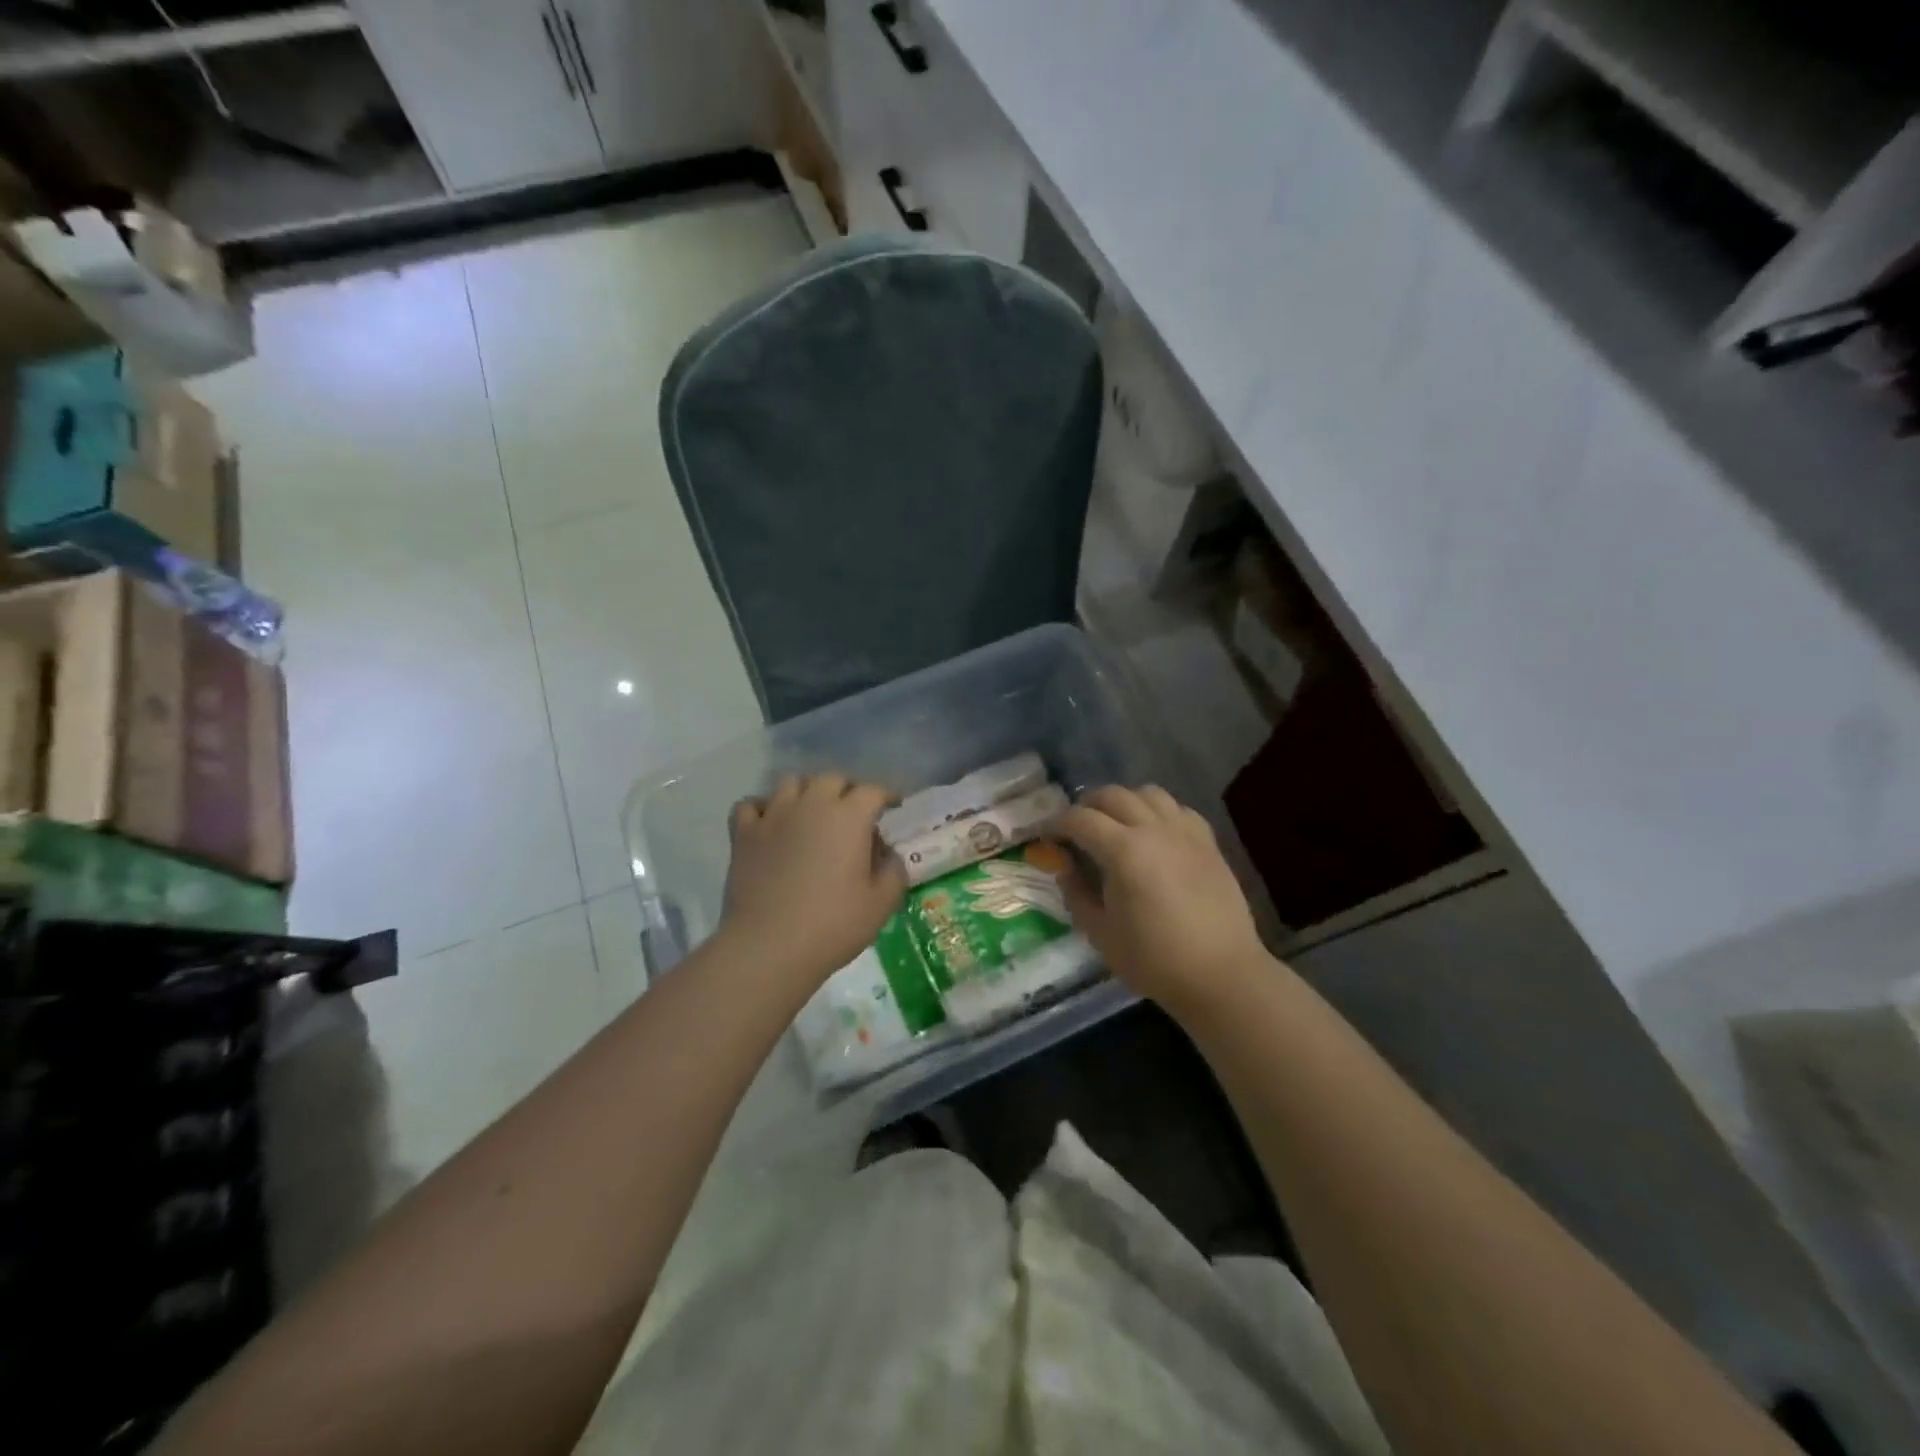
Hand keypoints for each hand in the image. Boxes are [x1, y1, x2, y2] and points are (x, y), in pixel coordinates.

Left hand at [720, 773, 906, 988]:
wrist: (769, 947)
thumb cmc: (833, 925)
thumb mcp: (882, 903)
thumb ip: (893, 870)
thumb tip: (887, 853)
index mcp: (849, 816)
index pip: (873, 791)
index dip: (887, 796)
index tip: (893, 807)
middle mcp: (811, 804)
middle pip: (832, 779)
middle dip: (847, 791)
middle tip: (853, 814)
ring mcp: (774, 815)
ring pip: (791, 782)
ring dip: (806, 792)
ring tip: (811, 814)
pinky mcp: (744, 833)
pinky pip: (751, 804)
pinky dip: (763, 808)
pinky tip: (770, 824)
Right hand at [1055, 785, 1268, 1014]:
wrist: (1221, 974)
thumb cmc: (1154, 959)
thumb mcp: (1100, 933)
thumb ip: (1076, 894)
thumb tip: (1065, 868)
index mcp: (1123, 851)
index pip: (1081, 819)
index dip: (1058, 824)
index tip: (1048, 837)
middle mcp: (1154, 829)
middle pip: (1113, 795)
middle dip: (1088, 806)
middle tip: (1077, 828)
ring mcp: (1185, 832)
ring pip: (1148, 793)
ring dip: (1125, 802)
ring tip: (1116, 824)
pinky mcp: (1208, 842)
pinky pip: (1178, 810)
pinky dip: (1159, 812)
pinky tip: (1155, 834)